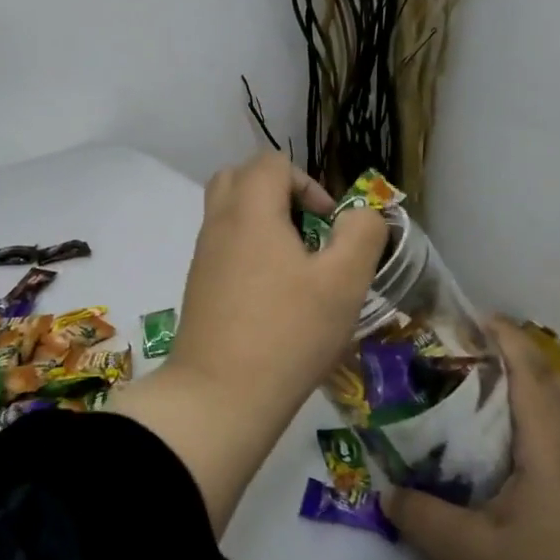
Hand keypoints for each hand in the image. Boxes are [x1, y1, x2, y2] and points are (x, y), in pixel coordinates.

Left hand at [112, 151, 383, 534]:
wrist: (219, 396)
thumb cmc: (288, 332)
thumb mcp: (344, 281)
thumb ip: (361, 234)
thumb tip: (360, 215)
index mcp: (250, 210)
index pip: (272, 163)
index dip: (308, 183)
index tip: (329, 226)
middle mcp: (219, 223)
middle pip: (241, 178)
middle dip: (278, 194)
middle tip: (307, 233)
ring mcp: (203, 256)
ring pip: (229, 213)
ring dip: (264, 223)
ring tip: (295, 266)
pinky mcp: (198, 287)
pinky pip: (223, 246)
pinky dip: (248, 251)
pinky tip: (274, 295)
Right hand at [384, 320, 559, 559]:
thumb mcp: (464, 557)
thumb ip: (418, 514)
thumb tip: (386, 490)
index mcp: (552, 455)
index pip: (531, 375)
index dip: (505, 338)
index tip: (471, 314)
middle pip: (559, 384)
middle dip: (521, 354)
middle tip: (474, 348)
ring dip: (536, 385)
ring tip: (489, 386)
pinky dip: (544, 417)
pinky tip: (511, 443)